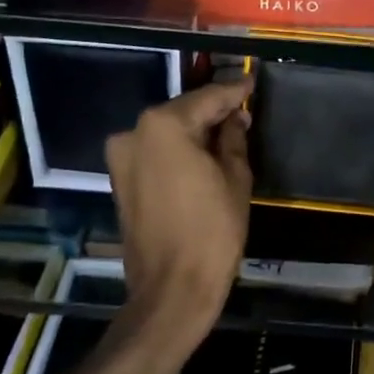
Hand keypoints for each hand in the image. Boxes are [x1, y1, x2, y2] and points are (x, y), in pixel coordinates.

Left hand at [104, 78, 253, 351]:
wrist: (170, 293)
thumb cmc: (211, 232)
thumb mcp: (235, 177)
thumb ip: (233, 138)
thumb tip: (234, 118)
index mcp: (164, 125)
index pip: (208, 97)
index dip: (234, 90)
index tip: (252, 81)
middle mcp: (135, 132)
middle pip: (184, 111)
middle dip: (214, 111)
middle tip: (244, 112)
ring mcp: (122, 157)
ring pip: (168, 131)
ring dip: (196, 130)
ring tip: (228, 134)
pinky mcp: (121, 180)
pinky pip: (156, 151)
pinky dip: (178, 149)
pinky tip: (203, 154)